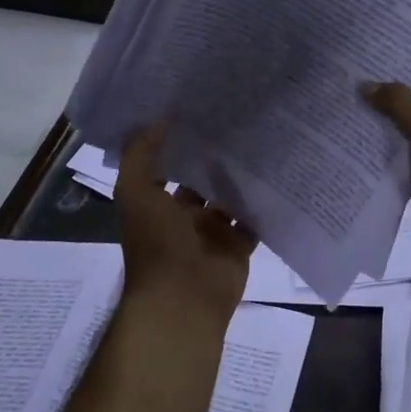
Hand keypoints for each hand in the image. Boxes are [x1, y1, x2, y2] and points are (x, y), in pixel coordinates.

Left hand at [115, 126, 256, 319]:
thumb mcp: (135, 191)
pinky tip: (275, 175)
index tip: (199, 112)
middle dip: (215, 159)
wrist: (182, 298)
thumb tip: (159, 120)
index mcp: (156, 205)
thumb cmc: (156, 243)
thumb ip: (140, 155)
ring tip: (261, 141)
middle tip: (238, 122)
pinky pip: (252, 221)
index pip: (170, 168)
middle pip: (203, 182)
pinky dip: (261, 204)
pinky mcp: (238, 247)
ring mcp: (213, 234)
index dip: (180, 144)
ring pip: (229, 199)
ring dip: (240, 179)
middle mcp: (183, 218)